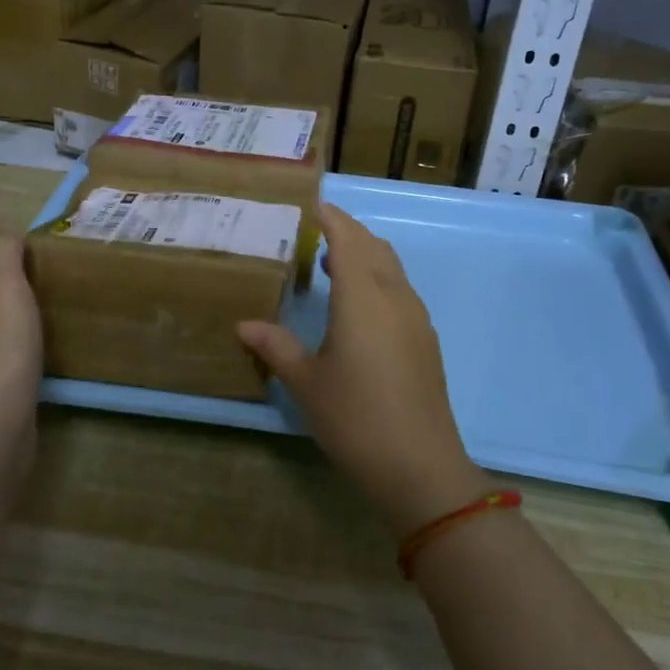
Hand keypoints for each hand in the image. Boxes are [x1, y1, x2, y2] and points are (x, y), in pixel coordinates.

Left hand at [0, 232, 42, 488]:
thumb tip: (7, 233)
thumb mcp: (1, 282)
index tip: (41, 261)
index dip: (2, 255)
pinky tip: (41, 362)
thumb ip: (2, 249)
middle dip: (9, 289)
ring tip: (52, 323)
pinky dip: (17, 356)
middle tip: (52, 290)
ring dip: (13, 324)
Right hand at [238, 205, 486, 537]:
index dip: (330, 218)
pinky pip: (400, 289)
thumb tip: (243, 325)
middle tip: (314, 230)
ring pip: (391, 267)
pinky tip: (357, 305)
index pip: (347, 239)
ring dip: (364, 254)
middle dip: (347, 231)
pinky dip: (377, 278)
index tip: (310, 204)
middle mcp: (393, 296)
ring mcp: (415, 317)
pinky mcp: (425, 339)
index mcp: (362, 297)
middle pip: (373, 246)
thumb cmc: (355, 418)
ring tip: (330, 263)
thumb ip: (276, 347)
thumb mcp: (306, 382)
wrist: (419, 465)